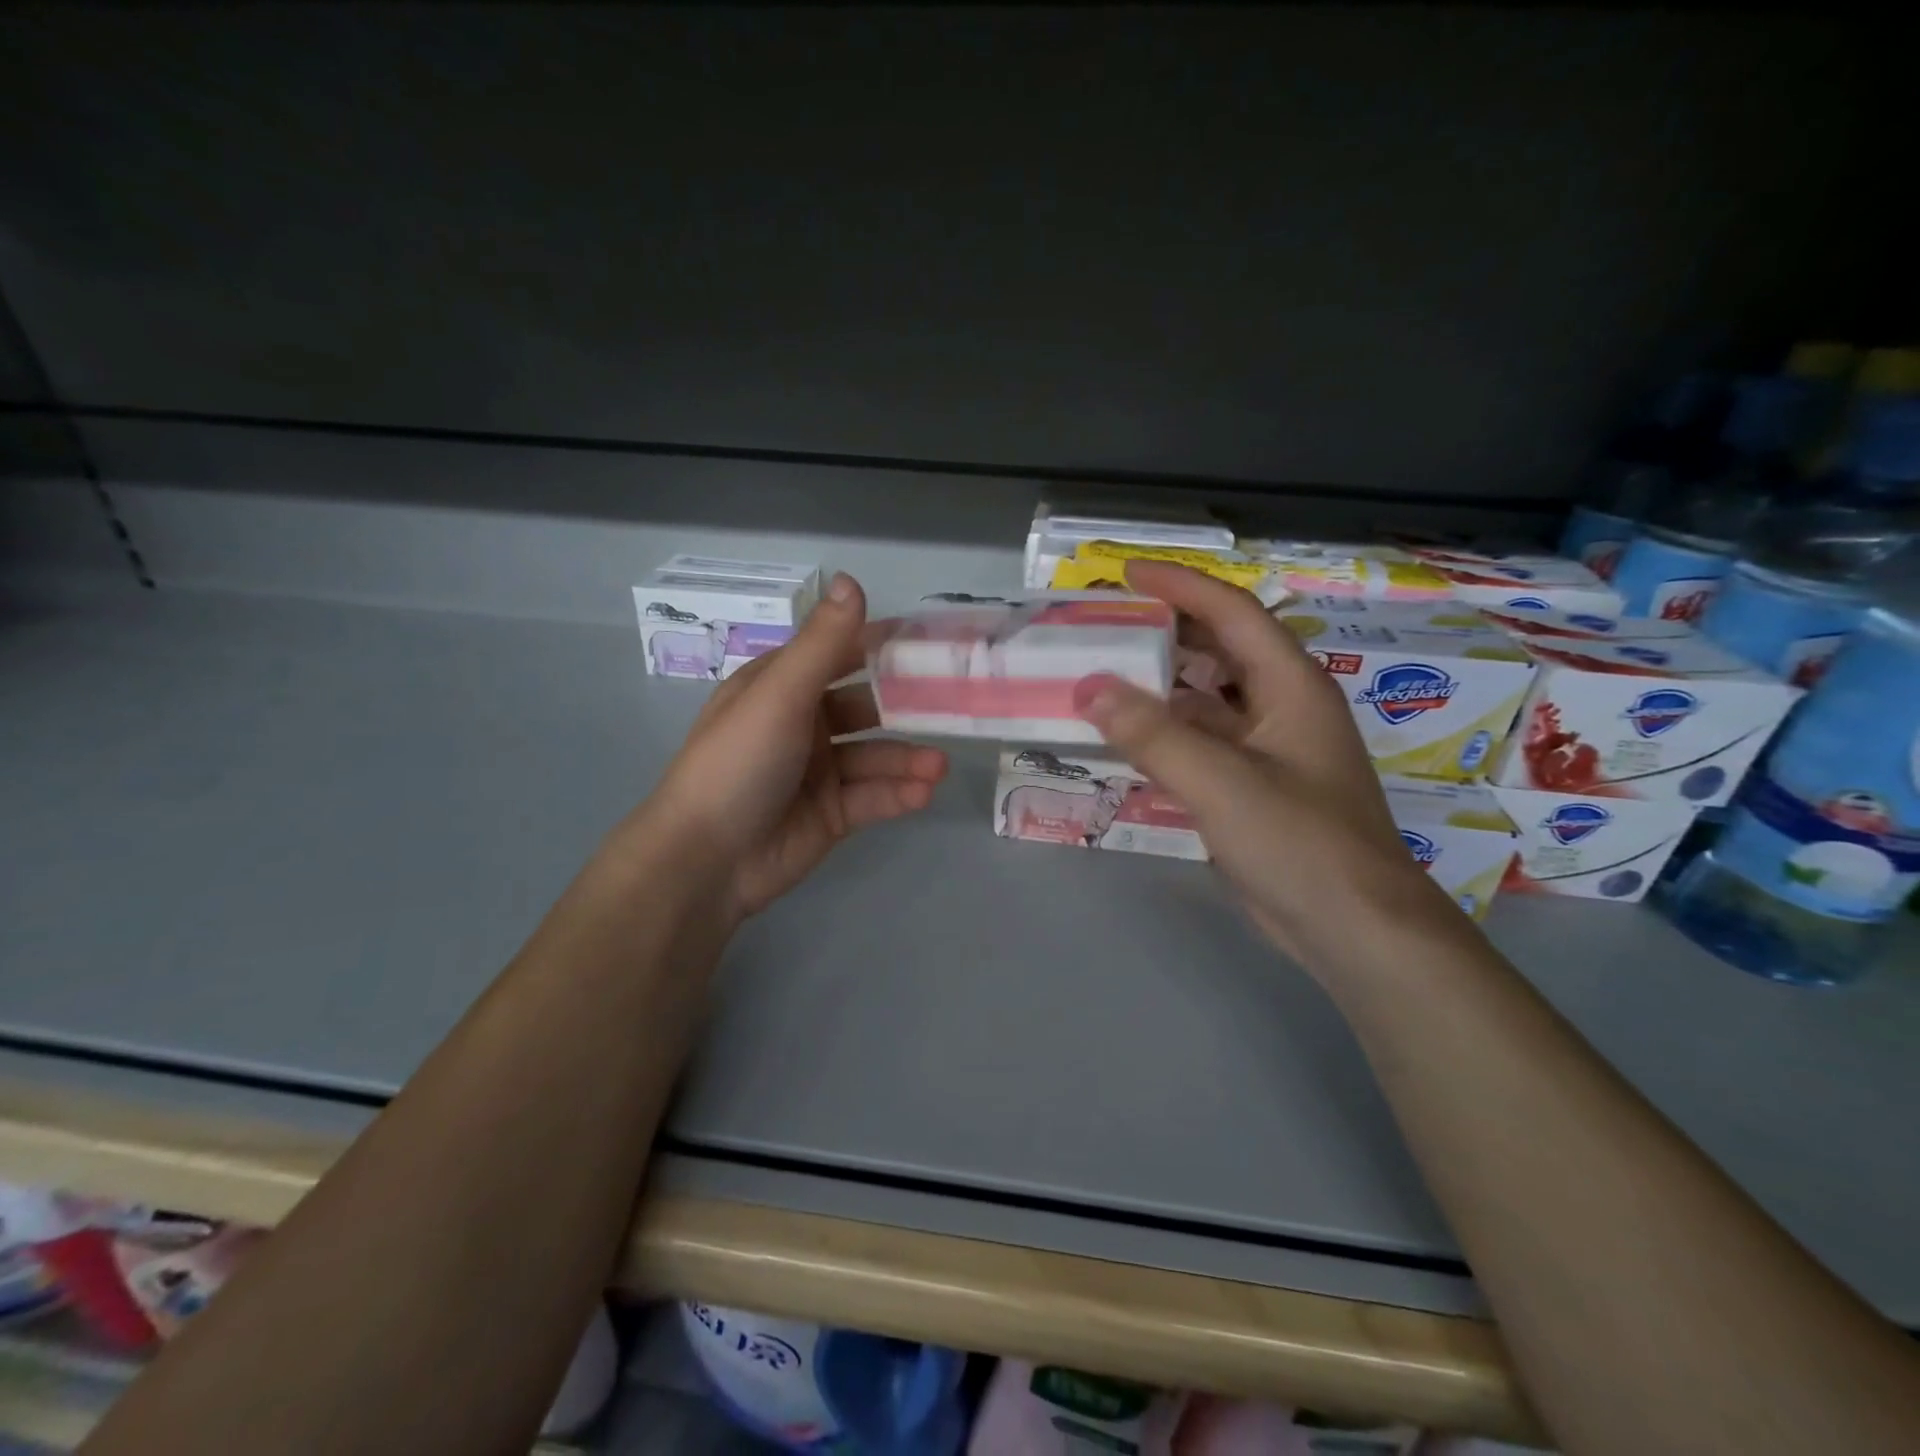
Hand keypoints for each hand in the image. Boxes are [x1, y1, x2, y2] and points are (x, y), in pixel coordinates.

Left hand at [642, 574, 947, 921]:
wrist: (706, 860)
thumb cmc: (738, 762)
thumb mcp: (780, 695)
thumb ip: (823, 643)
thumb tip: (851, 578)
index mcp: (782, 686)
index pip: (841, 653)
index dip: (883, 645)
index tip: (933, 643)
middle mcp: (803, 723)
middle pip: (867, 706)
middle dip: (908, 707)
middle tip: (957, 705)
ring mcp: (819, 772)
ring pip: (876, 756)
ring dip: (908, 758)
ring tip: (939, 766)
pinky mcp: (833, 814)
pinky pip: (874, 797)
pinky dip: (899, 793)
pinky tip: (923, 793)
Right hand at [1073, 561, 1461, 972]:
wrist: (1354, 928)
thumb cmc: (1299, 843)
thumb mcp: (1220, 783)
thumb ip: (1152, 734)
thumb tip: (1089, 688)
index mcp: (1290, 686)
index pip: (1233, 612)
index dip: (1180, 586)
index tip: (1126, 574)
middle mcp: (1282, 707)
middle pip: (1220, 650)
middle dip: (1165, 631)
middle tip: (1104, 625)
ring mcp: (1269, 750)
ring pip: (1207, 700)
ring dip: (1160, 687)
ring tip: (1102, 678)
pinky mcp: (1254, 788)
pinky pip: (1202, 744)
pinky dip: (1165, 735)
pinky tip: (1126, 741)